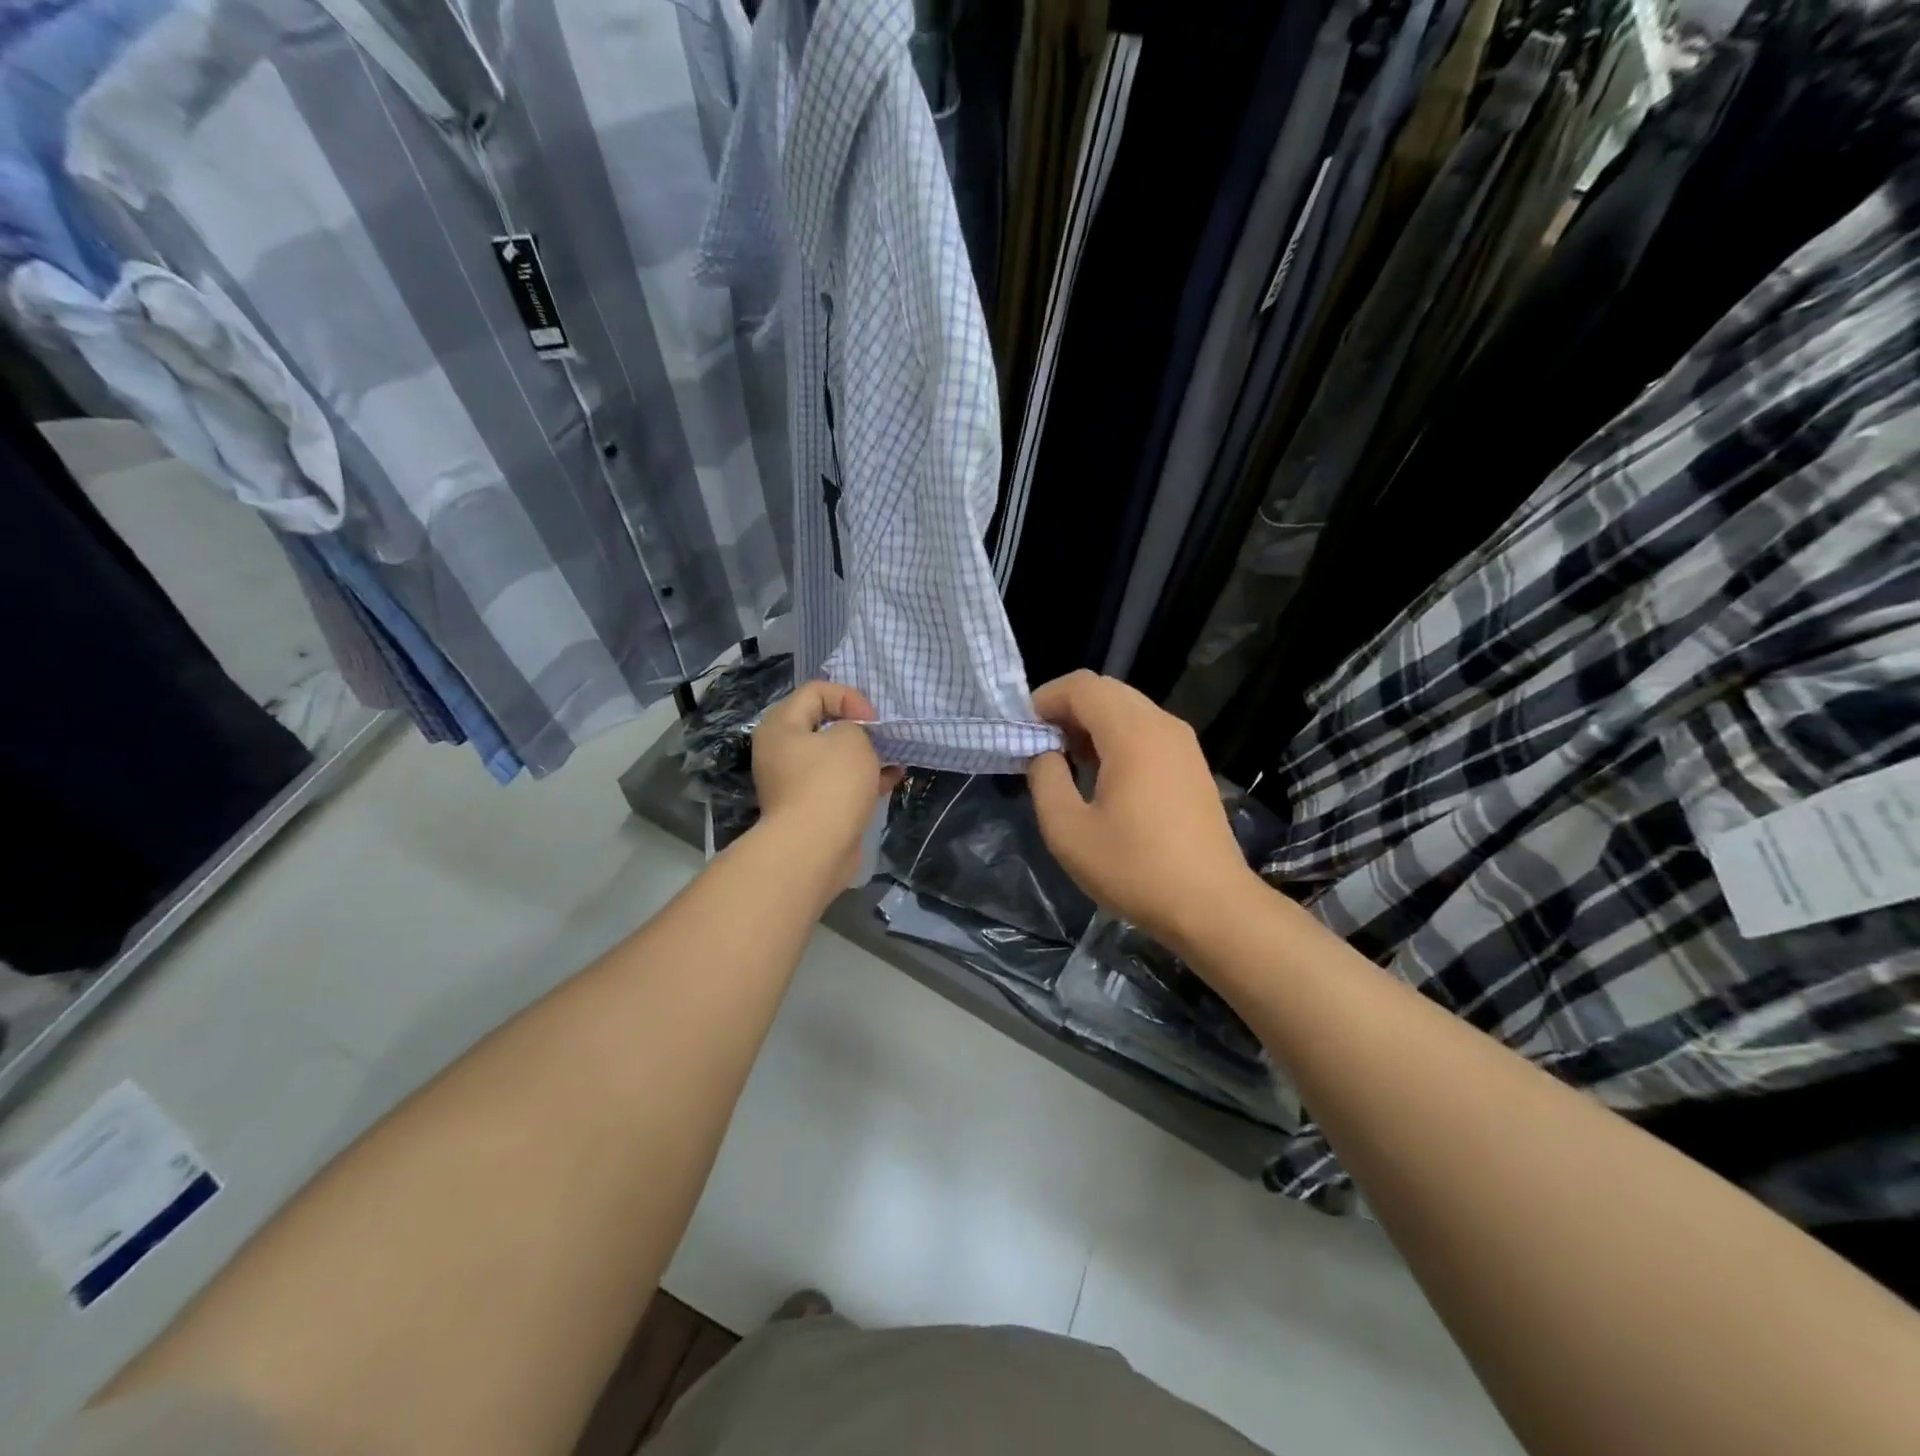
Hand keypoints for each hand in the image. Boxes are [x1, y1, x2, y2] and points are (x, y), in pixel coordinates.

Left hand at [752, 681, 901, 889]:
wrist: (815, 848)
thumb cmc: (830, 783)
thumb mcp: (851, 738)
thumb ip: (855, 728)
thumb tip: (851, 741)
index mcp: (781, 726)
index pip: (815, 691)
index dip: (848, 697)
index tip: (872, 720)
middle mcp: (781, 751)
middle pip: (823, 724)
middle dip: (857, 727)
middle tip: (880, 736)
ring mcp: (794, 782)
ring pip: (834, 757)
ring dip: (864, 754)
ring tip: (893, 756)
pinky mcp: (812, 808)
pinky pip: (840, 783)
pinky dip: (864, 778)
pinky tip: (893, 778)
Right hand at [1026, 671, 1258, 949]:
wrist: (1211, 905)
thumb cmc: (1134, 868)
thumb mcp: (1068, 831)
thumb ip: (1045, 779)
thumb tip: (1045, 754)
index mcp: (1132, 733)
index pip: (1082, 686)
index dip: (1045, 699)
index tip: (1023, 732)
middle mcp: (1161, 724)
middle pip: (1106, 690)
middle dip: (1067, 709)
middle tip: (1041, 746)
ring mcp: (1183, 743)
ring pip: (1127, 708)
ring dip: (1092, 722)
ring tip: (1068, 761)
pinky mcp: (1192, 764)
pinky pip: (1146, 730)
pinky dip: (1117, 736)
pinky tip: (1104, 776)